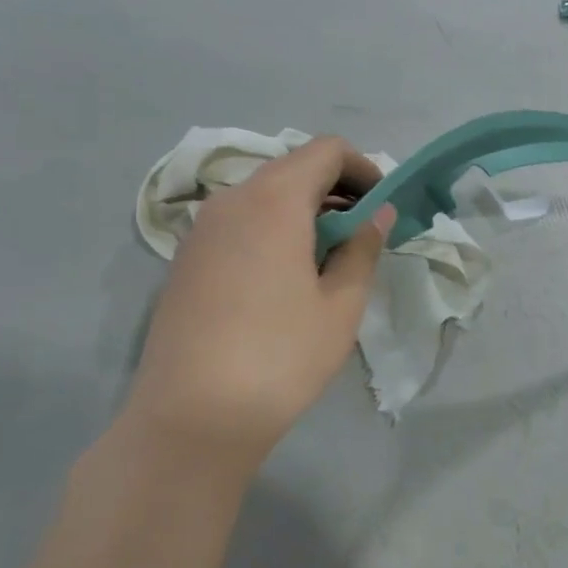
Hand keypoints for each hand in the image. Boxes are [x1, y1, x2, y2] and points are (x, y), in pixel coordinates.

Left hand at [124, 137, 394, 474]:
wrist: (191, 417)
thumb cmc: (281, 356)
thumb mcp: (341, 305)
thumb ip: (363, 248)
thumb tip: (378, 214)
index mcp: (274, 200)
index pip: (325, 150)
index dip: (362, 168)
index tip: (382, 206)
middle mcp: (231, 200)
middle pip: (292, 169)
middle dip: (335, 189)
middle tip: (362, 234)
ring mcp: (201, 229)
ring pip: (263, 196)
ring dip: (303, 211)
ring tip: (327, 259)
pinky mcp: (185, 259)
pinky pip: (238, 223)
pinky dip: (272, 229)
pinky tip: (284, 278)